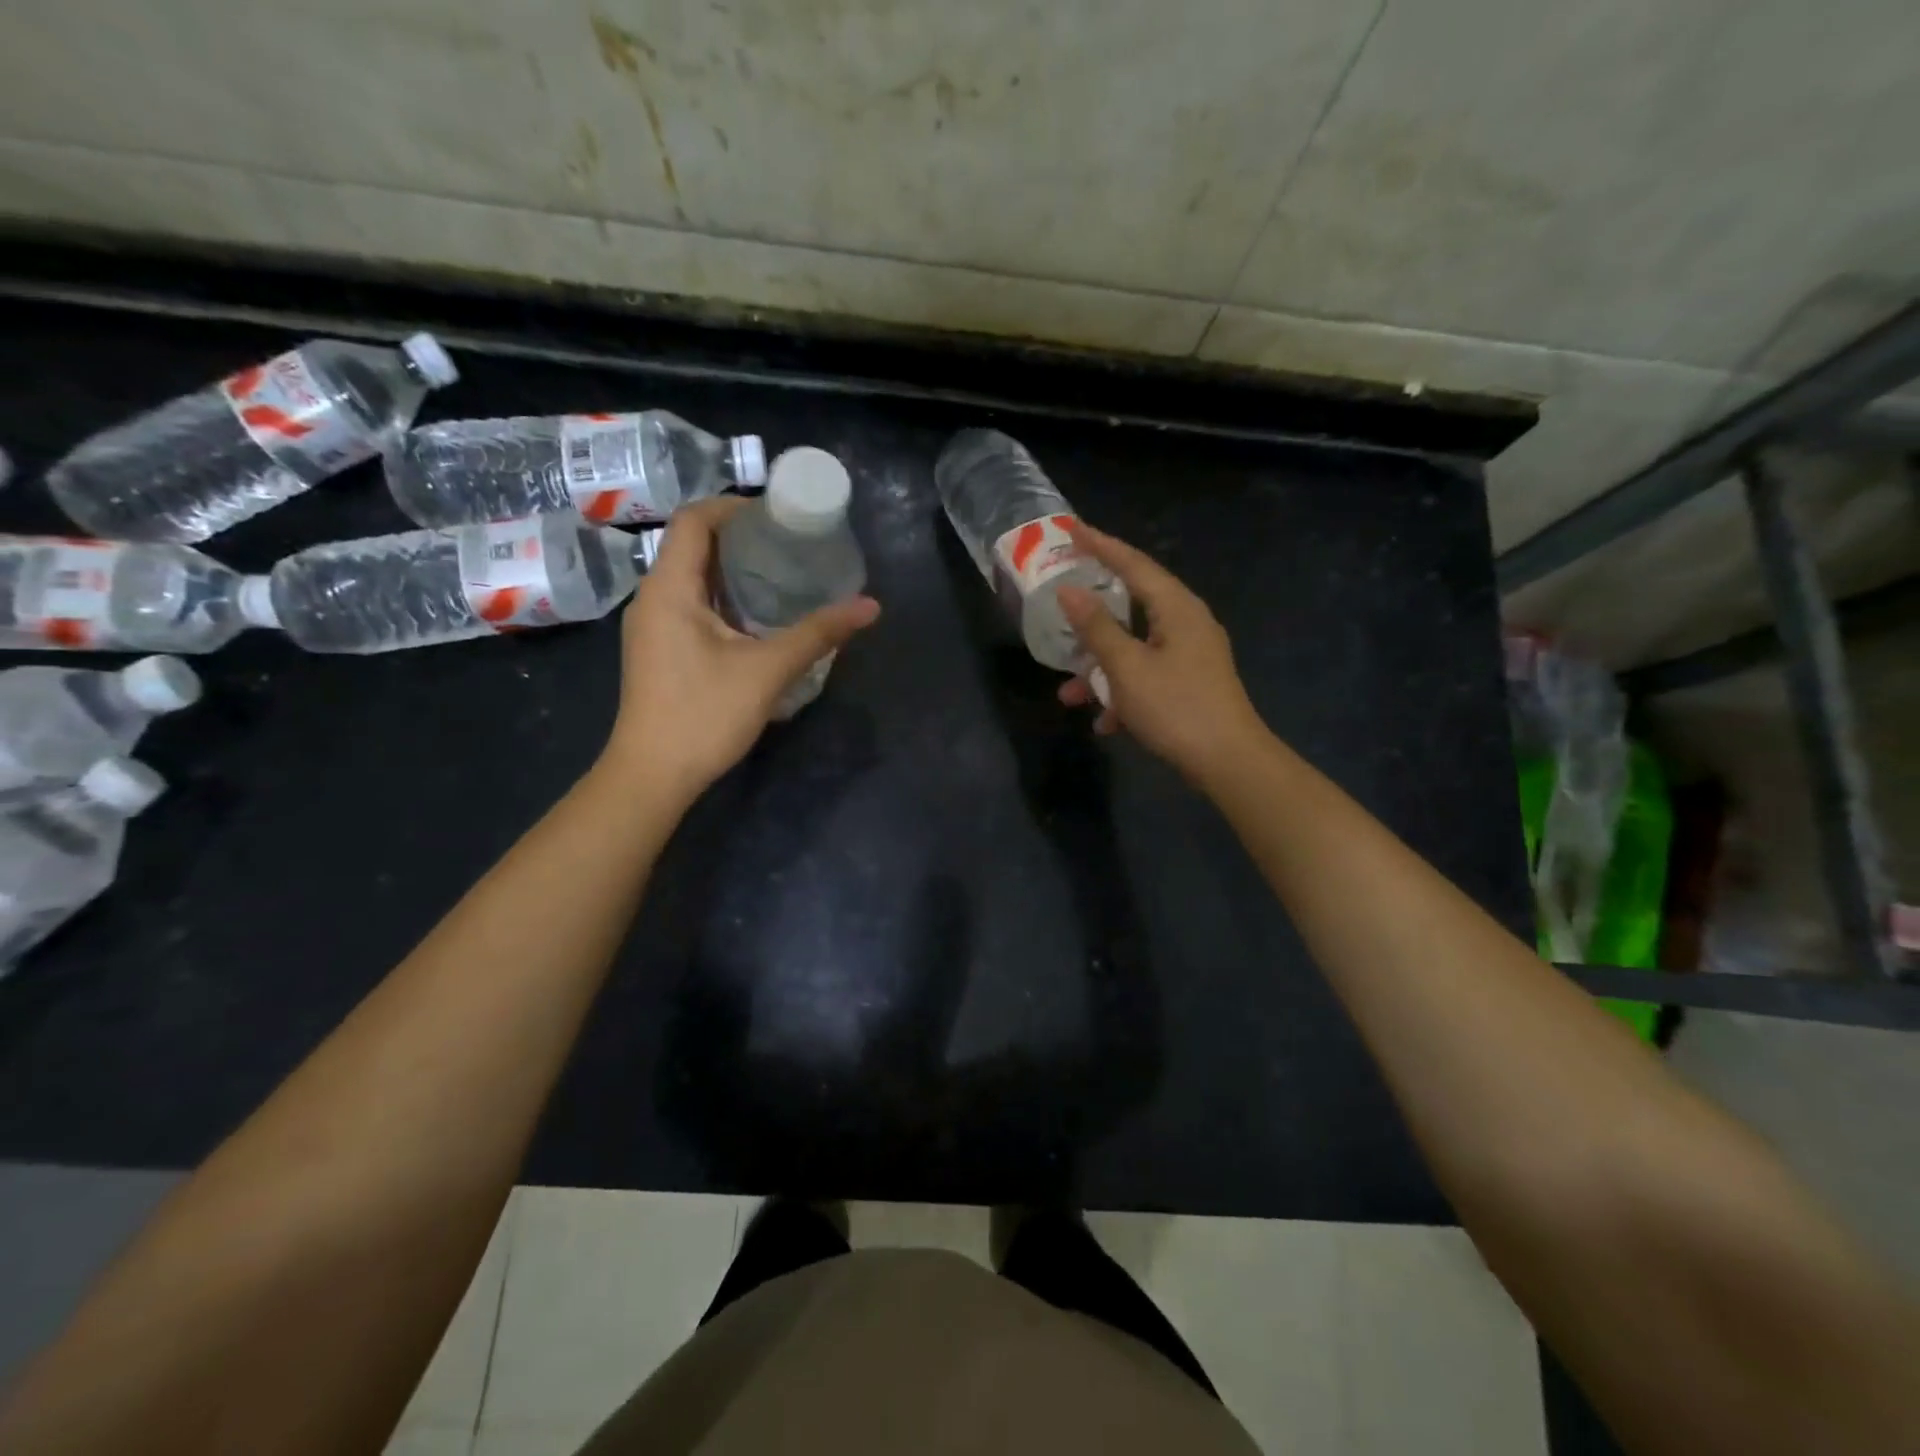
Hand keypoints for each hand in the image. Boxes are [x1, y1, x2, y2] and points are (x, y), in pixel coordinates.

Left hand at [601, 497, 880, 803]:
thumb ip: (819, 634)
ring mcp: (653, 626)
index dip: (736, 508)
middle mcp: (653, 597)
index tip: (780, 517)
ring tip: (783, 576)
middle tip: (792, 545)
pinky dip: (724, 598)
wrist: (652, 776)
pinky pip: (691, 605)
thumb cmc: (703, 715)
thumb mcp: (768, 670)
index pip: (695, 520)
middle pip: (693, 545)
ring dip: (734, 571)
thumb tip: (870, 606)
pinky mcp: (659, 650)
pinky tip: (759, 618)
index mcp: (670, 588)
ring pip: (692, 578)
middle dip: (742, 539)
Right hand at [1056, 522, 1267, 786]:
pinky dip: (1123, 692)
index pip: (1134, 564)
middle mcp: (1187, 623)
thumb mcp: (1127, 667)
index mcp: (1177, 608)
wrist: (1229, 763)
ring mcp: (1191, 656)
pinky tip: (1105, 723)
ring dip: (1101, 669)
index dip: (1101, 545)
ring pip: (1135, 648)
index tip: (1072, 529)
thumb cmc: (1176, 708)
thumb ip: (1096, 628)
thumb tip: (1068, 592)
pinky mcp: (1190, 684)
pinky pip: (1147, 676)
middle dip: (1092, 616)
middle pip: (1133, 605)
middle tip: (1061, 600)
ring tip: (1068, 692)